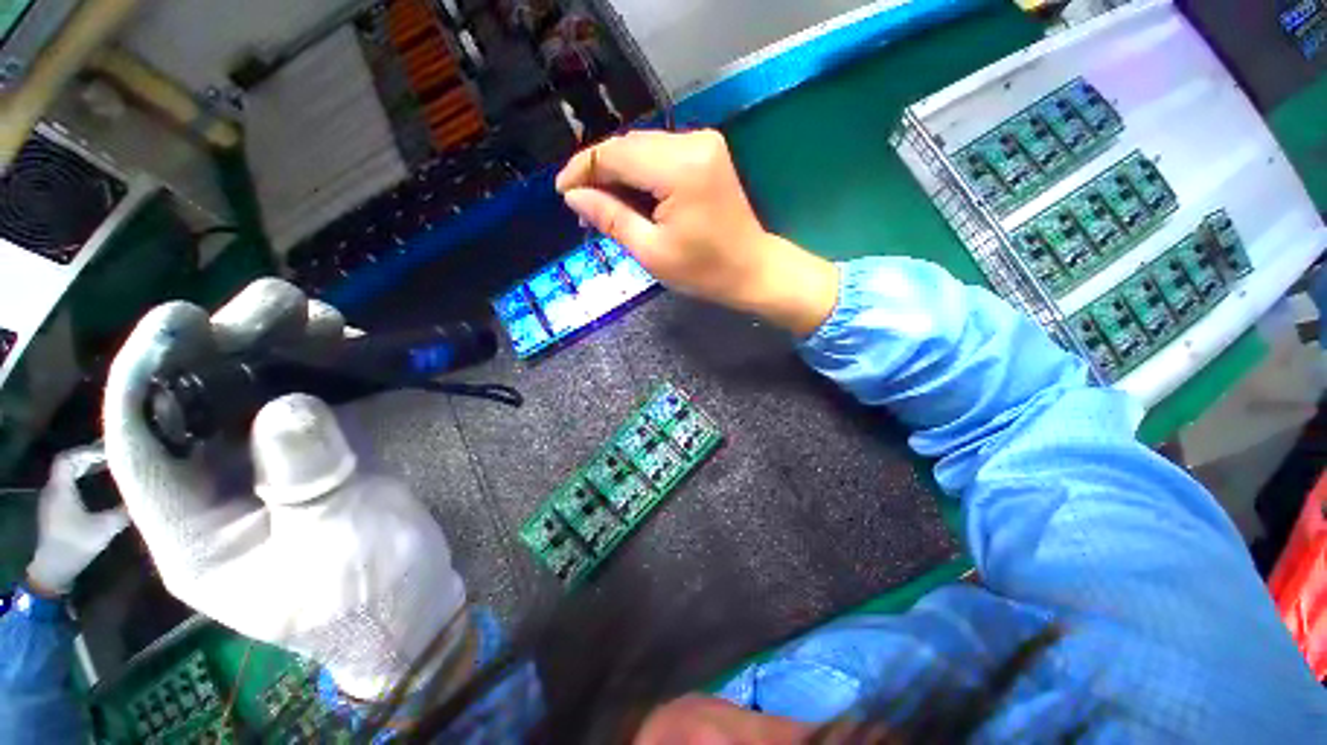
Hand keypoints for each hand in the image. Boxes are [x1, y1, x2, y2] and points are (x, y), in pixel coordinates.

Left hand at [25, 446, 129, 595]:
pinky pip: (68, 485)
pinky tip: (96, 485)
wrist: (53, 569)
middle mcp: (53, 489)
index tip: (109, 452)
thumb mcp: (104, 528)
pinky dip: (83, 479)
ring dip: (86, 469)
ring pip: (68, 475)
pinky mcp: (56, 508)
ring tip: (108, 468)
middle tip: (113, 456)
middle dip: (89, 458)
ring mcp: (53, 500)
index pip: (68, 459)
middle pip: (68, 465)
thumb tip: (145, 497)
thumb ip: (123, 511)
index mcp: (61, 488)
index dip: (86, 451)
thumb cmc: (76, 544)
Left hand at [102, 279, 466, 699]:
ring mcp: (264, 467)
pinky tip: (342, 346)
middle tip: (278, 306)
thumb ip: (309, 480)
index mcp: (193, 531)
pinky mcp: (309, 454)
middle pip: (196, 402)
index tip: (181, 317)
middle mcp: (213, 490)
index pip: (144, 446)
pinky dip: (319, 365)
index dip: (149, 375)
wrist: (411, 599)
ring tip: (321, 318)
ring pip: (249, 391)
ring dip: (278, 345)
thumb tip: (290, 404)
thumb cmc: (368, 593)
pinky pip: (300, 397)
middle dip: (226, 343)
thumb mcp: (336, 547)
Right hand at [555, 129, 838, 336]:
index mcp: (680, 168)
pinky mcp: (707, 151)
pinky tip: (631, 198)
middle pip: (628, 146)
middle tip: (584, 207)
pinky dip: (641, 174)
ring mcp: (703, 143)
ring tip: (604, 207)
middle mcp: (692, 141)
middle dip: (600, 173)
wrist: (752, 270)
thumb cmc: (704, 271)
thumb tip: (573, 196)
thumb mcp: (652, 251)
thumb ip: (611, 218)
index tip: (562, 193)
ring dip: (619, 174)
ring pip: (642, 148)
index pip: (615, 154)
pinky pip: (660, 155)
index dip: (583, 169)